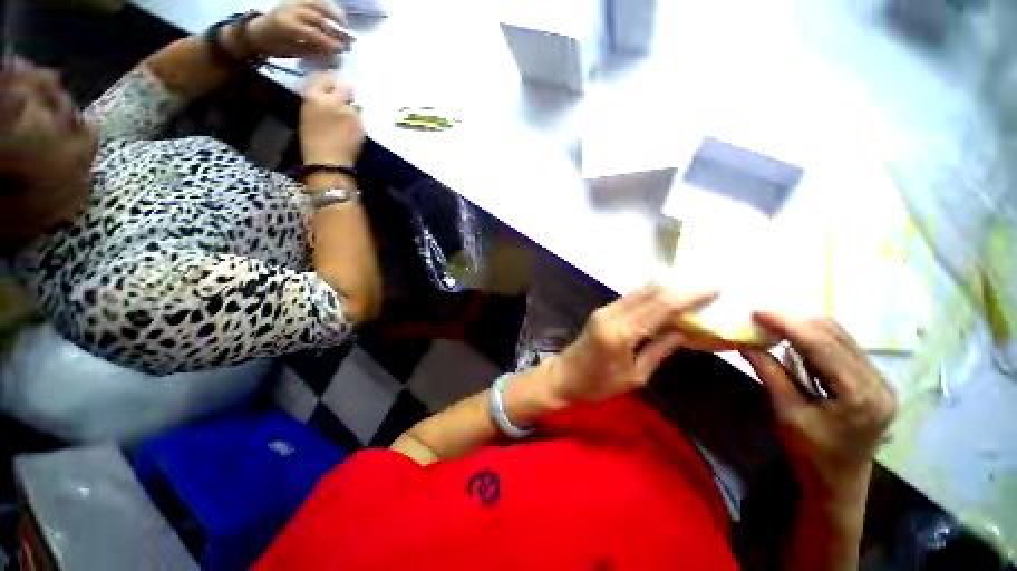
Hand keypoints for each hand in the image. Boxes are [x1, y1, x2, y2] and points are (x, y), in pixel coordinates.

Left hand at [247, 0, 350, 57]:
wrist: (259, 30)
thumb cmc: (277, 46)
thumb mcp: (294, 52)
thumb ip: (314, 50)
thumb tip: (332, 51)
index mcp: (288, 26)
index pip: (314, 33)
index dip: (329, 41)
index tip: (342, 49)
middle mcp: (292, 10)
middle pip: (318, 16)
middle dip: (335, 27)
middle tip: (348, 37)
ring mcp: (294, 3)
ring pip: (318, 5)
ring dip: (334, 14)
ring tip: (344, 24)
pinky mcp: (296, 0)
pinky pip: (314, 1)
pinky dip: (327, 7)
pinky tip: (335, 15)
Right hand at [300, 73, 363, 166]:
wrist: (327, 162)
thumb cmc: (312, 142)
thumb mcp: (308, 114)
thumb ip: (319, 101)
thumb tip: (330, 94)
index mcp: (313, 96)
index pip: (326, 78)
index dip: (332, 82)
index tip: (334, 87)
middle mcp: (333, 100)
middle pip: (346, 88)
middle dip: (347, 94)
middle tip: (346, 103)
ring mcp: (349, 113)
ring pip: (355, 107)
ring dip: (353, 112)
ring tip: (347, 126)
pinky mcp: (361, 125)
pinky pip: (360, 120)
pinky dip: (357, 125)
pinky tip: (352, 134)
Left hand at [547, 283, 718, 405]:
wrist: (564, 375)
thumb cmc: (598, 384)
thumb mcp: (635, 376)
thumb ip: (659, 350)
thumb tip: (684, 332)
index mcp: (622, 332)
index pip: (661, 306)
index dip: (689, 295)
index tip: (714, 288)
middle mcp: (613, 314)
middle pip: (651, 291)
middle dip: (682, 286)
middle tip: (708, 285)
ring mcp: (606, 309)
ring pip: (641, 290)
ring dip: (667, 287)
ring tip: (693, 289)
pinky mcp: (603, 310)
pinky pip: (632, 296)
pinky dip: (653, 294)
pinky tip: (668, 297)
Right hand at [740, 313, 896, 500]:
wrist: (838, 484)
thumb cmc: (811, 455)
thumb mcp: (787, 413)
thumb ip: (770, 373)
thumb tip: (744, 343)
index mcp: (860, 395)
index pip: (822, 346)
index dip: (788, 324)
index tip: (758, 311)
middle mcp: (878, 382)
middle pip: (836, 336)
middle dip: (797, 323)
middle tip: (763, 318)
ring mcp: (881, 382)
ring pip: (842, 339)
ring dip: (806, 330)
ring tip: (776, 328)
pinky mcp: (874, 383)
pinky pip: (844, 350)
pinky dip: (817, 342)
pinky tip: (796, 344)